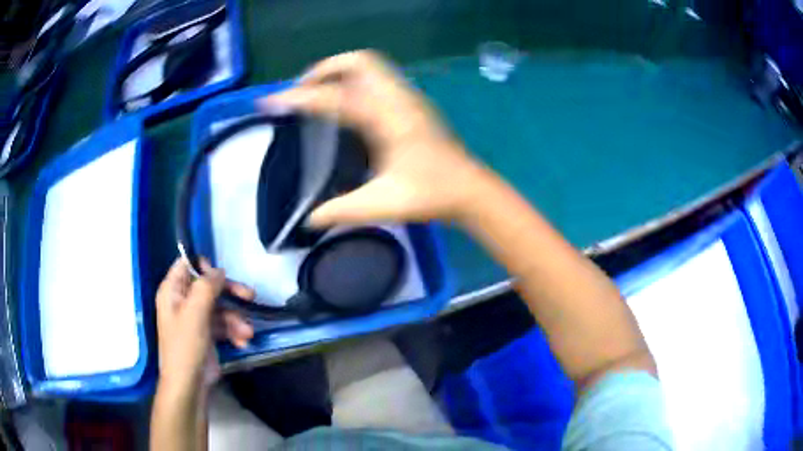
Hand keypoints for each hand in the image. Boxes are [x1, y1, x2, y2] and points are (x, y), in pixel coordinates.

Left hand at [155, 258, 253, 390]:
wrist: (189, 385)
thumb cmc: (185, 346)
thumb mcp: (195, 313)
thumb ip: (206, 287)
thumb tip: (218, 270)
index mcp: (172, 291)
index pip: (186, 266)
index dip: (203, 267)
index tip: (221, 275)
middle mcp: (183, 302)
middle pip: (208, 287)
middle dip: (229, 293)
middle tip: (249, 296)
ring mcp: (196, 319)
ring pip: (219, 308)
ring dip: (235, 319)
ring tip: (247, 333)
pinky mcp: (207, 335)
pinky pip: (223, 325)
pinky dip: (234, 332)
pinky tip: (242, 342)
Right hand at [259, 50, 487, 225]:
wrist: (469, 190)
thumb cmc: (431, 195)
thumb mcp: (382, 205)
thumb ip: (341, 211)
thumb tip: (308, 220)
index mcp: (387, 117)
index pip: (334, 96)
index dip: (298, 98)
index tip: (270, 101)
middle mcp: (397, 98)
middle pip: (358, 61)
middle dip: (324, 69)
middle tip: (301, 92)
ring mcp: (408, 97)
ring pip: (369, 65)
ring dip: (339, 71)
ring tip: (316, 94)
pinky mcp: (412, 104)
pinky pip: (377, 78)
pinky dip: (354, 80)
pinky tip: (344, 104)